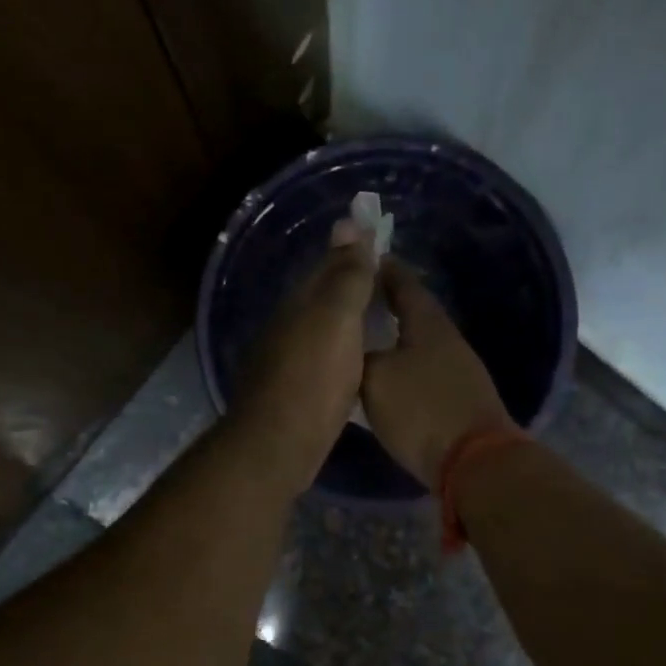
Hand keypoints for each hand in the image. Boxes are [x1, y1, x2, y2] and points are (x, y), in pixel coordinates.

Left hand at [230, 220, 378, 487]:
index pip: (327, 266)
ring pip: (322, 329)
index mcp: (298, 304)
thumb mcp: (336, 319)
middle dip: (349, 283)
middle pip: (323, 297)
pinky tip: (356, 360)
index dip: (353, 250)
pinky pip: (323, 359)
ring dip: (346, 319)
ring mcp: (287, 361)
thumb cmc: (313, 377)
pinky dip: (342, 351)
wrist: (279, 443)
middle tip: (386, 278)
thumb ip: (346, 275)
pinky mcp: (294, 392)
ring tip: (379, 316)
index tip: (380, 238)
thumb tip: (348, 222)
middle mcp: (288, 326)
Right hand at [361, 262, 514, 484]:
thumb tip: (353, 348)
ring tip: (364, 339)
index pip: (403, 283)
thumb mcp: (375, 379)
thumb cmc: (421, 409)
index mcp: (428, 323)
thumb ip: (359, 356)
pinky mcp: (459, 398)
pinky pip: (423, 370)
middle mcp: (447, 339)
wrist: (474, 461)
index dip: (383, 270)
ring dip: (395, 338)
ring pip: (418, 343)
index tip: (362, 260)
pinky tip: (386, 377)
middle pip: (414, 313)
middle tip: (356, 302)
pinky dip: (403, 365)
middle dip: (386, 304)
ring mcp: (458, 370)